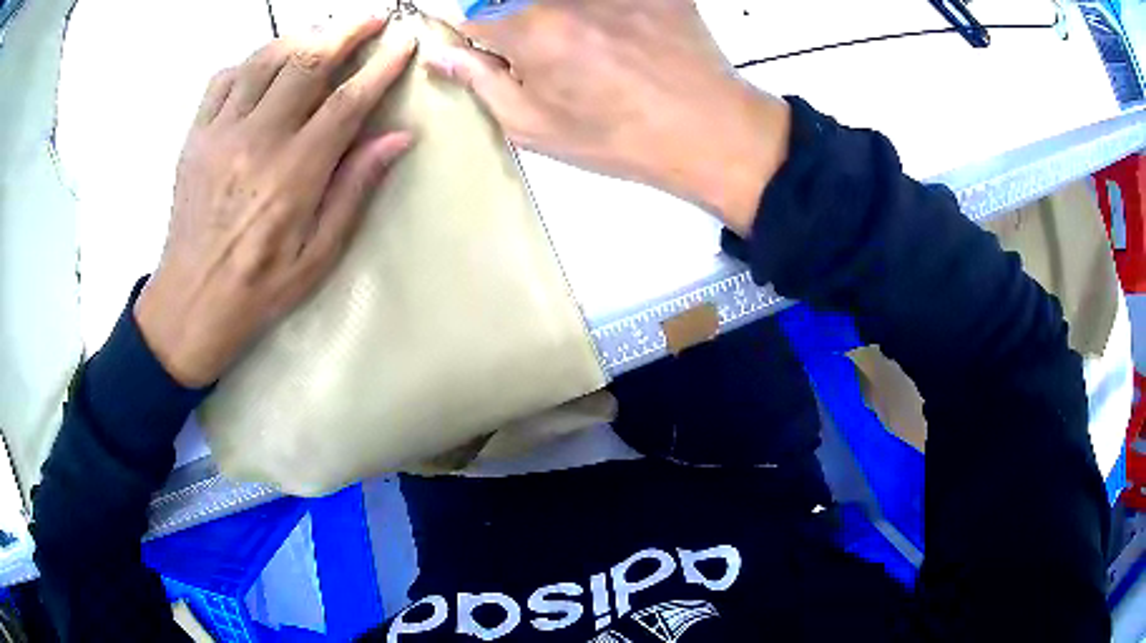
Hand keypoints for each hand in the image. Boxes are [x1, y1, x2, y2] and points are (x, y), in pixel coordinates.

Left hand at [135, 19, 415, 387]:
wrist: (191, 303)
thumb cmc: (260, 287)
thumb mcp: (319, 255)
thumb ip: (354, 190)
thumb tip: (396, 138)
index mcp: (293, 174)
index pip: (347, 100)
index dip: (381, 66)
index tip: (403, 42)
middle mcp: (256, 140)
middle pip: (306, 61)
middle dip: (345, 31)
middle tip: (371, 19)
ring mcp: (219, 134)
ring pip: (265, 59)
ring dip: (301, 38)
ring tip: (323, 35)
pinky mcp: (195, 137)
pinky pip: (224, 79)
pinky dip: (250, 62)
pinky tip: (265, 68)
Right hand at [427, 0, 790, 234]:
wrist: (709, 130)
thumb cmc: (619, 137)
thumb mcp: (536, 126)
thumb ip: (480, 82)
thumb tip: (441, 56)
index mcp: (530, 30)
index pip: (467, 9)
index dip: (464, 25)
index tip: (474, 38)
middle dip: (510, 18)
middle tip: (540, 52)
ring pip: (555, 1)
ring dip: (553, 16)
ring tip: (585, 52)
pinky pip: (605, 0)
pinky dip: (598, 13)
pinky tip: (615, 36)